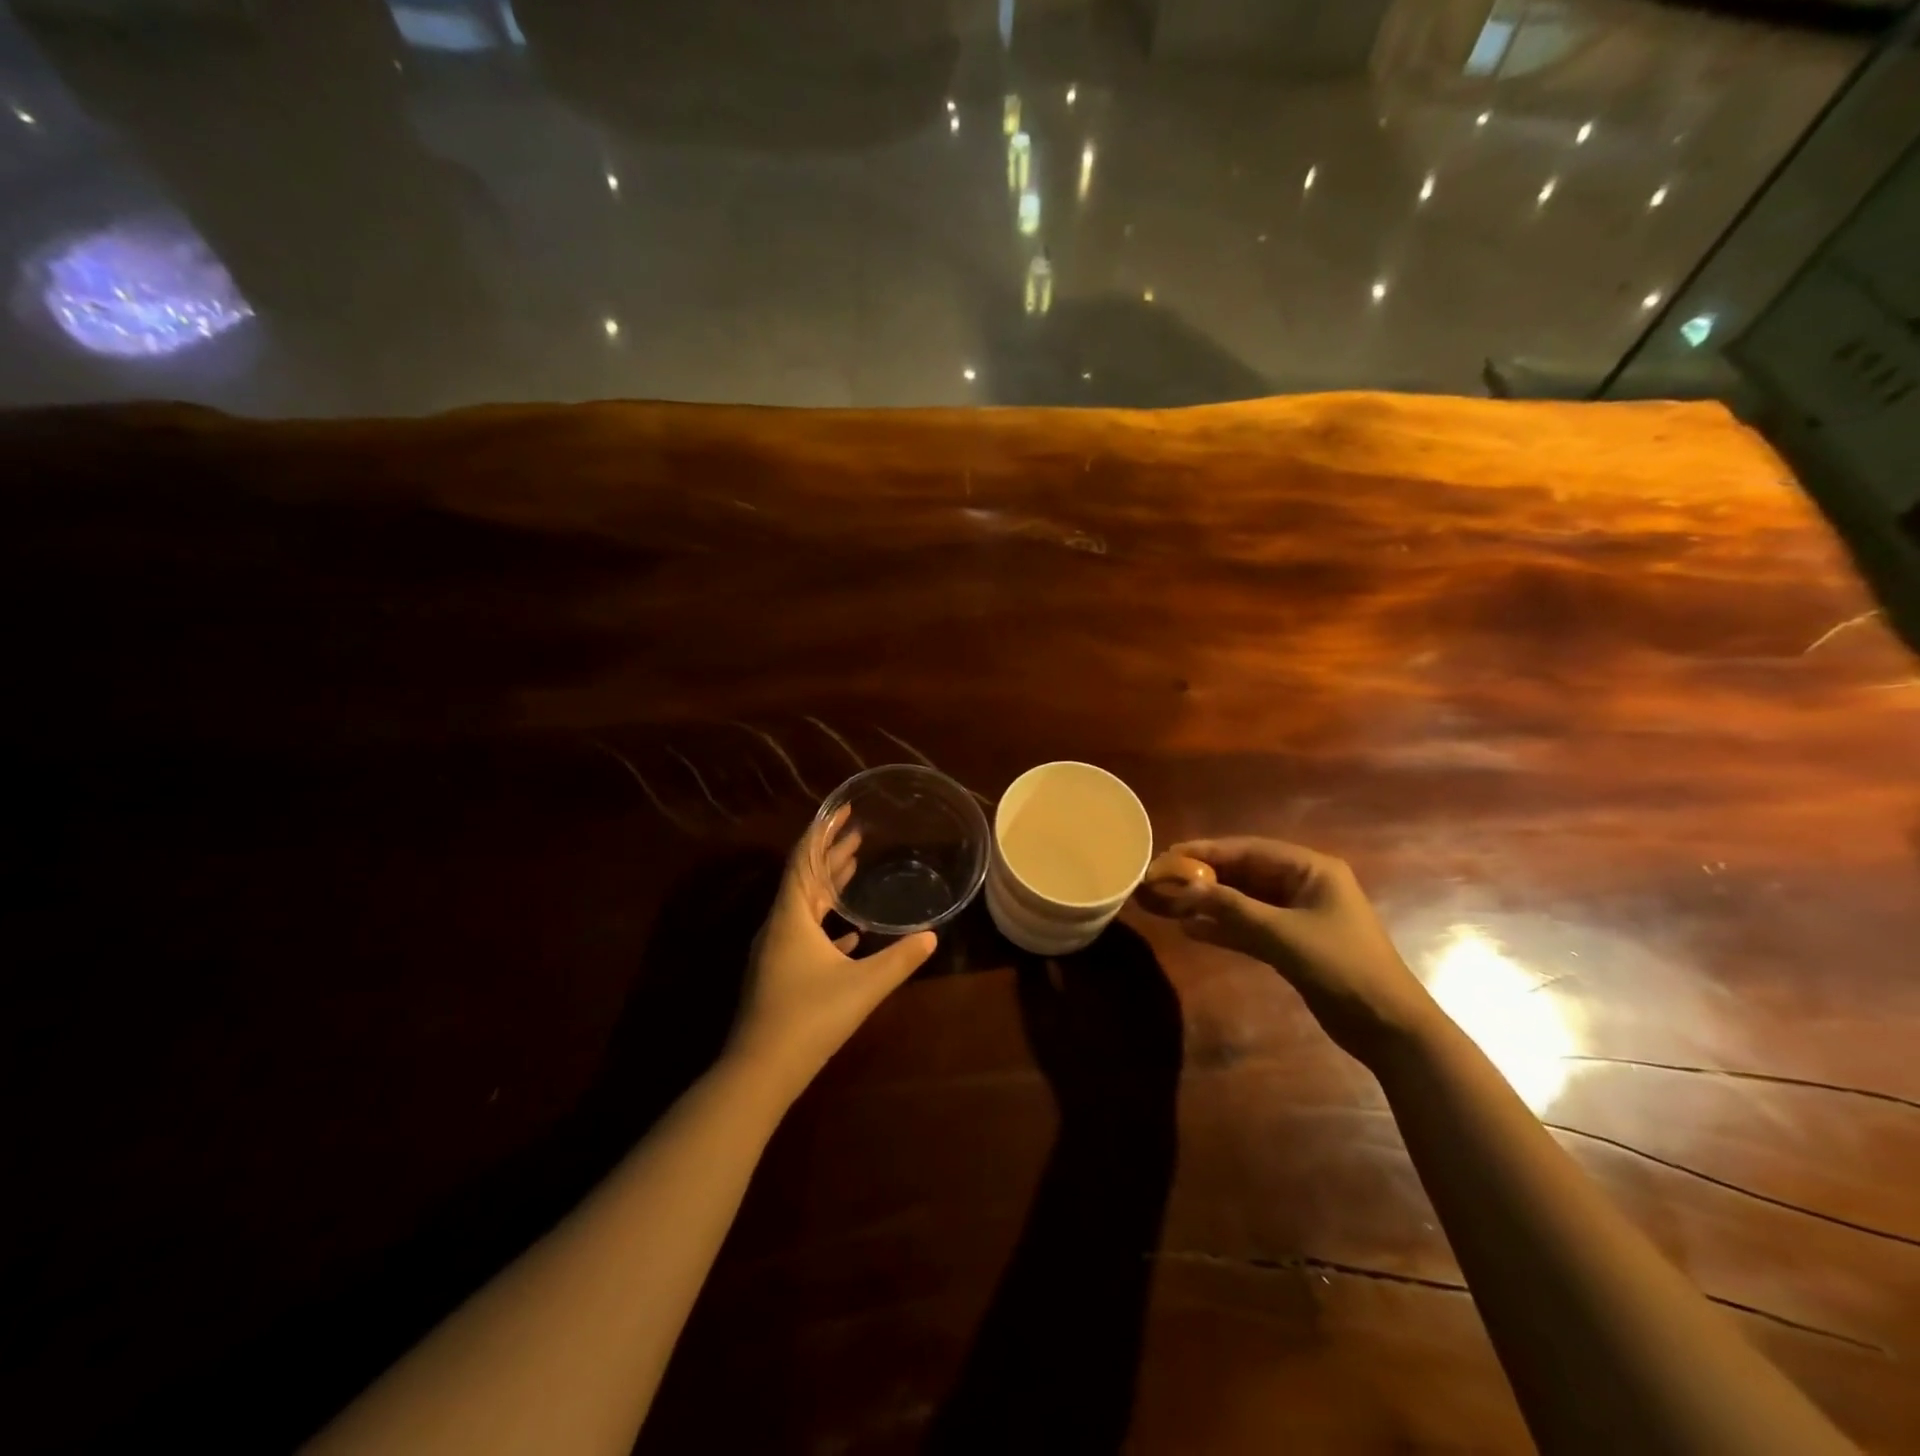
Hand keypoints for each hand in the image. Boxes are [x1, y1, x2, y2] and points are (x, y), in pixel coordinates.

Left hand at [728, 809, 936, 1097]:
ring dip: (829, 886)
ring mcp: (776, 952)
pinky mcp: (779, 975)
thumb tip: (931, 936)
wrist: (759, 1072)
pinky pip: (804, 935)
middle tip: (858, 832)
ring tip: (854, 866)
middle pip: (805, 879)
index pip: (805, 859)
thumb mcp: (863, 986)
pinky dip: (826, 924)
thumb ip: (899, 959)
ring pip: (805, 907)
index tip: (844, 809)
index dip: (824, 831)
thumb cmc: (809, 1018)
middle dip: (831, 853)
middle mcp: (779, 926)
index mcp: (791, 916)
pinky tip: (849, 933)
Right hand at [1156, 837, 1435, 1060]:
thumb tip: (1185, 888)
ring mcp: (1296, 915)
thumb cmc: (1341, 966)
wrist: (1387, 1027)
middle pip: (1243, 874)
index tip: (1168, 855)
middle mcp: (1302, 884)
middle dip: (1203, 878)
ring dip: (1209, 903)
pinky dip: (1223, 928)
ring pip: (1243, 901)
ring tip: (1168, 904)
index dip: (1206, 851)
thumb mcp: (1283, 934)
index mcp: (1310, 869)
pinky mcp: (1291, 944)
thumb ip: (1233, 909)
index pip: (1249, 850)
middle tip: (1161, 880)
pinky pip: (1249, 927)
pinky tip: (1190, 929)